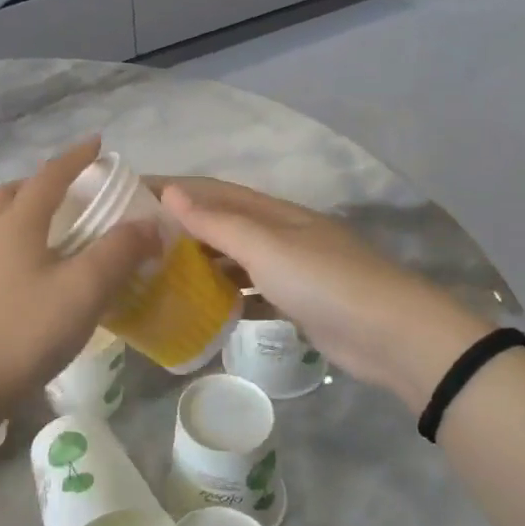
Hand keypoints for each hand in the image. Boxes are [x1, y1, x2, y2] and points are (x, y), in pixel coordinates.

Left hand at [0, 139, 158, 413]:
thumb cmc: (25, 330)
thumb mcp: (84, 288)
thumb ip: (120, 252)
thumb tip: (151, 225)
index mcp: (17, 223)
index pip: (50, 176)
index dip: (76, 157)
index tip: (99, 144)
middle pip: (13, 193)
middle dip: (43, 183)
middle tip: (72, 191)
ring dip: (26, 213)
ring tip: (57, 231)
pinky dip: (19, 246)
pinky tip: (39, 275)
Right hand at [159, 178, 488, 400]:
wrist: (393, 336)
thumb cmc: (325, 282)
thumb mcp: (266, 248)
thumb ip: (218, 222)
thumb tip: (170, 192)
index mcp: (274, 213)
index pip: (213, 191)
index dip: (173, 189)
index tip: (130, 193)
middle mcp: (281, 234)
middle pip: (223, 222)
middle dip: (182, 226)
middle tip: (136, 240)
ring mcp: (292, 269)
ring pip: (236, 258)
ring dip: (202, 261)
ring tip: (159, 272)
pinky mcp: (298, 302)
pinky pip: (252, 291)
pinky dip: (227, 294)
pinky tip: (204, 307)